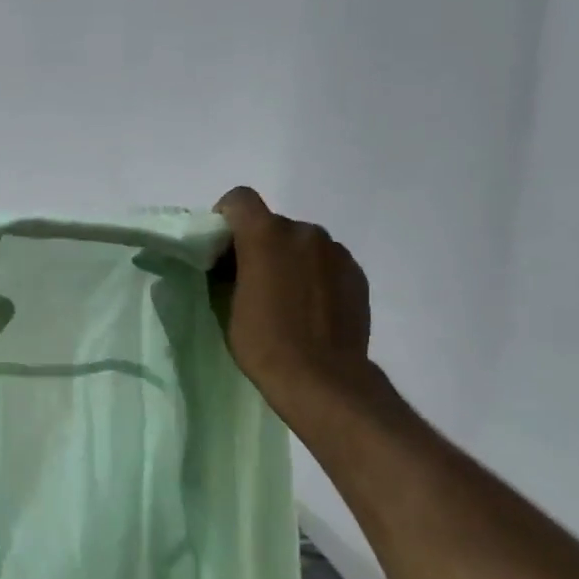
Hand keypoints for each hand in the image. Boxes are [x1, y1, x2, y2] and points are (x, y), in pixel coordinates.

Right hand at [213, 186, 371, 411]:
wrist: (322, 379)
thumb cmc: (264, 342)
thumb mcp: (228, 305)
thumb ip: (229, 271)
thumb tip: (231, 265)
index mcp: (266, 235)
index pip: (240, 199)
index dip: (226, 217)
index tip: (222, 248)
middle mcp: (304, 232)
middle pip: (273, 224)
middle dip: (259, 244)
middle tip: (251, 280)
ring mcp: (335, 251)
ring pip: (302, 243)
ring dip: (290, 259)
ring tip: (286, 298)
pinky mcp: (356, 273)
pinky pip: (326, 262)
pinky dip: (314, 275)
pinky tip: (311, 308)